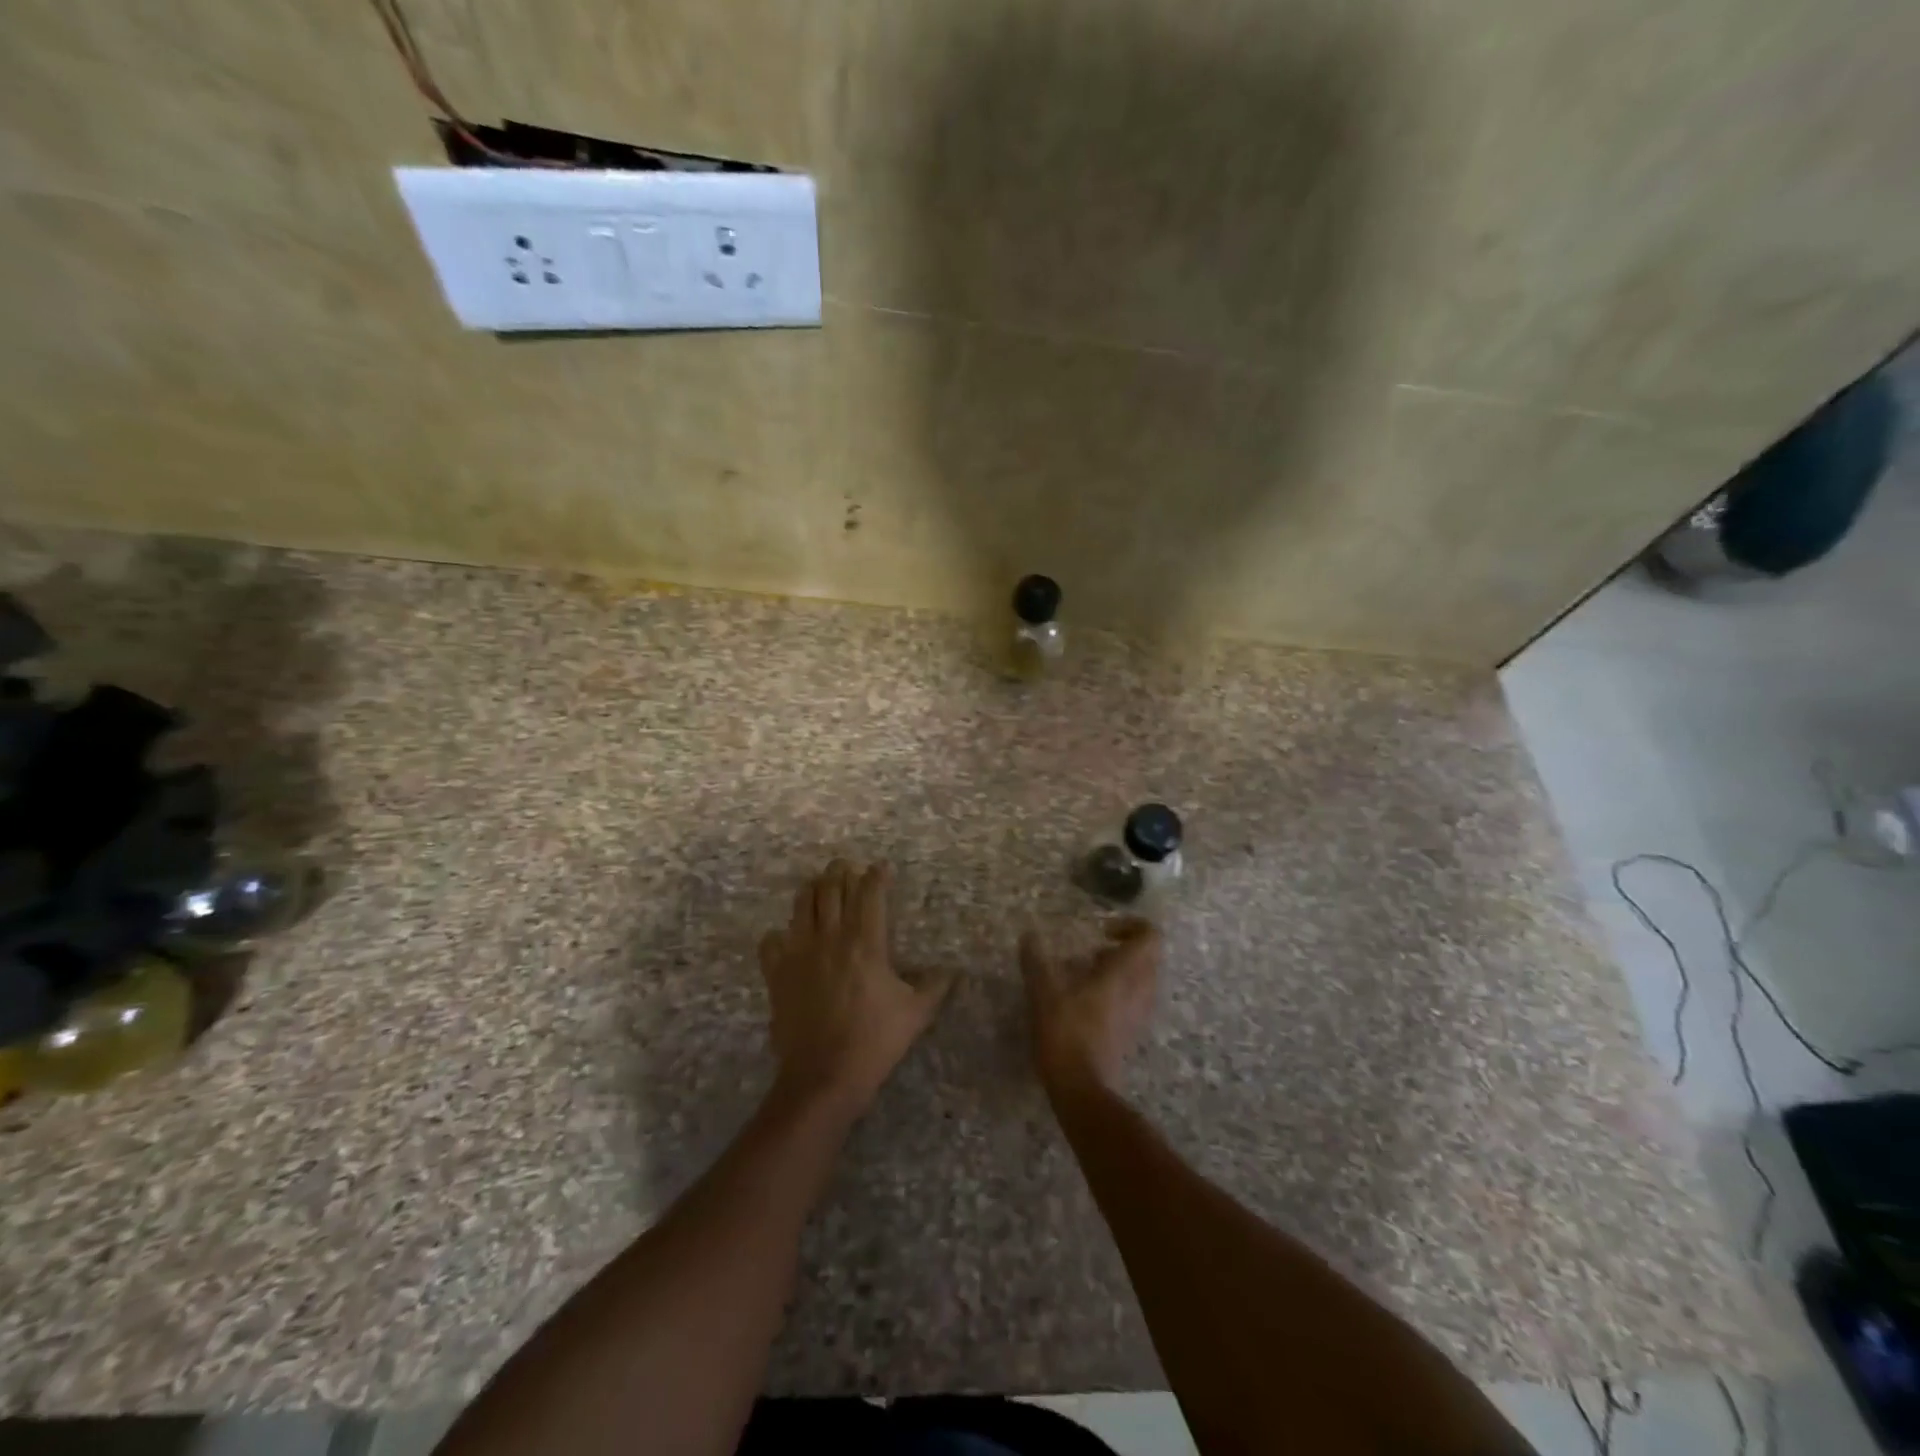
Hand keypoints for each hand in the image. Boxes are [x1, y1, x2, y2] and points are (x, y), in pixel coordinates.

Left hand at [758, 859, 954, 1118]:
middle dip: (840, 871)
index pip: (870, 893)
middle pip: (831, 888)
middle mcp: (830, 937)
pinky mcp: (777, 974)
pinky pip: (771, 941)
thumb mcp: (916, 1013)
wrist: (824, 1075)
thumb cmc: (875, 1040)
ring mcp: (799, 953)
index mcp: (865, 941)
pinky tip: (787, 937)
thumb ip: (935, 986)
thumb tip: (952, 970)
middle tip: (847, 866)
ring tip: (819, 885)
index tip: (881, 868)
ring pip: (802, 905)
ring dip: (812, 889)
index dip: (876, 876)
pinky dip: (780, 934)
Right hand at [1021, 917, 1160, 1097]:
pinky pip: (1134, 1000)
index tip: (1102, 931)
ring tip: (1086, 974)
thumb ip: (1036, 961)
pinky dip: (1118, 992)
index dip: (1131, 925)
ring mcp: (1138, 1014)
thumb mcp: (1043, 993)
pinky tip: (1086, 1001)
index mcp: (1124, 974)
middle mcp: (1139, 990)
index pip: (1150, 937)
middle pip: (1149, 957)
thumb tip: (1028, 935)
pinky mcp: (1131, 1033)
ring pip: (1143, 979)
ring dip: (1121, 970)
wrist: (1083, 1090)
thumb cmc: (1066, 1034)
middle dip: (1124, 947)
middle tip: (1093, 951)